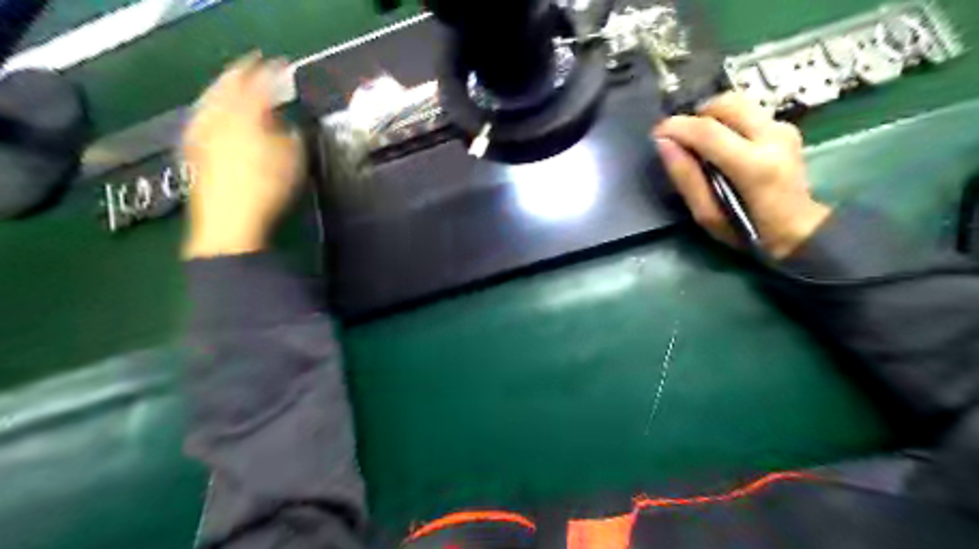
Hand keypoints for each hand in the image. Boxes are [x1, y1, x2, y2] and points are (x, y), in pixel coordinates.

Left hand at [181, 54, 305, 257]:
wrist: (230, 223)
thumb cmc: (268, 190)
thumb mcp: (293, 161)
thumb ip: (291, 136)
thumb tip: (286, 125)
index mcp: (246, 116)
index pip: (258, 85)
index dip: (269, 73)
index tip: (279, 66)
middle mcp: (219, 118)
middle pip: (226, 87)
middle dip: (239, 73)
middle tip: (250, 65)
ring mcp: (202, 133)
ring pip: (209, 100)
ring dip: (220, 88)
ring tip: (230, 84)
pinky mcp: (193, 151)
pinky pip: (199, 118)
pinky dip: (207, 109)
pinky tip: (209, 113)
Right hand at [652, 92, 828, 259]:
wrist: (798, 232)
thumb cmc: (748, 231)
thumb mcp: (707, 215)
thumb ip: (686, 178)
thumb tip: (664, 144)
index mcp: (753, 165)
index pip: (707, 130)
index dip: (676, 127)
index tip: (657, 133)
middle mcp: (772, 137)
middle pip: (726, 104)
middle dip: (696, 116)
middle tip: (681, 138)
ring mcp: (783, 129)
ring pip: (738, 104)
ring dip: (712, 118)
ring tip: (700, 142)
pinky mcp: (786, 127)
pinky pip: (748, 113)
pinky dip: (727, 123)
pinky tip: (722, 146)